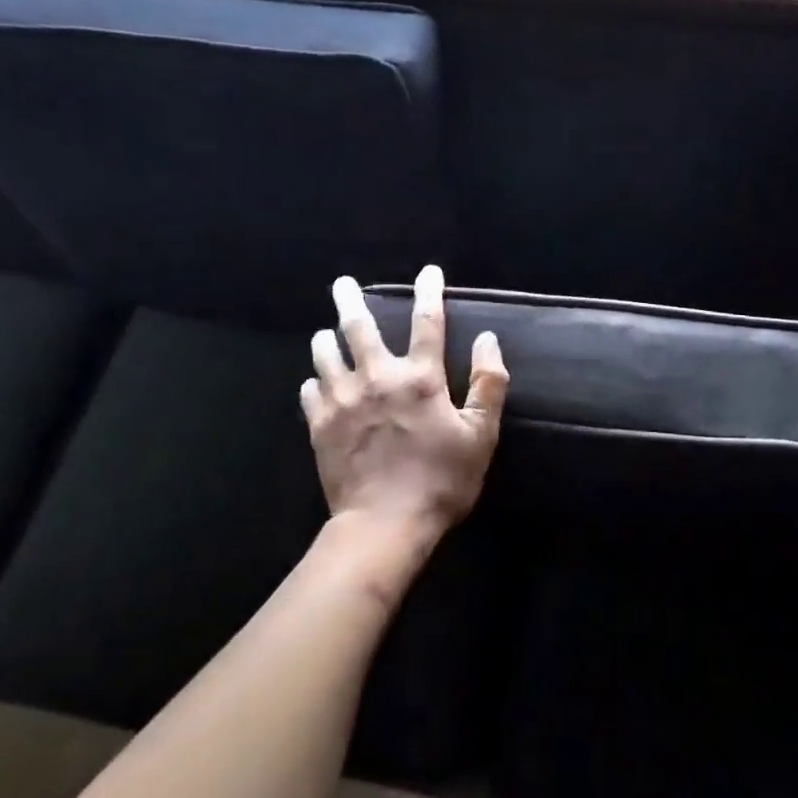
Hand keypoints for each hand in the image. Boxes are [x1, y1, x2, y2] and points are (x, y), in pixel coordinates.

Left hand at [301, 266, 508, 554]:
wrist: (384, 525)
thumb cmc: (441, 480)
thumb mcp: (480, 436)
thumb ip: (488, 384)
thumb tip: (488, 340)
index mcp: (419, 378)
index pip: (427, 322)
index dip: (429, 292)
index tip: (428, 271)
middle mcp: (376, 378)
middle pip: (359, 328)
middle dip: (351, 300)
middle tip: (342, 283)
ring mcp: (342, 401)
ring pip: (325, 355)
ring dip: (326, 339)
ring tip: (324, 332)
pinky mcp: (319, 426)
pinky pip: (309, 392)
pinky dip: (313, 381)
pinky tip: (315, 382)